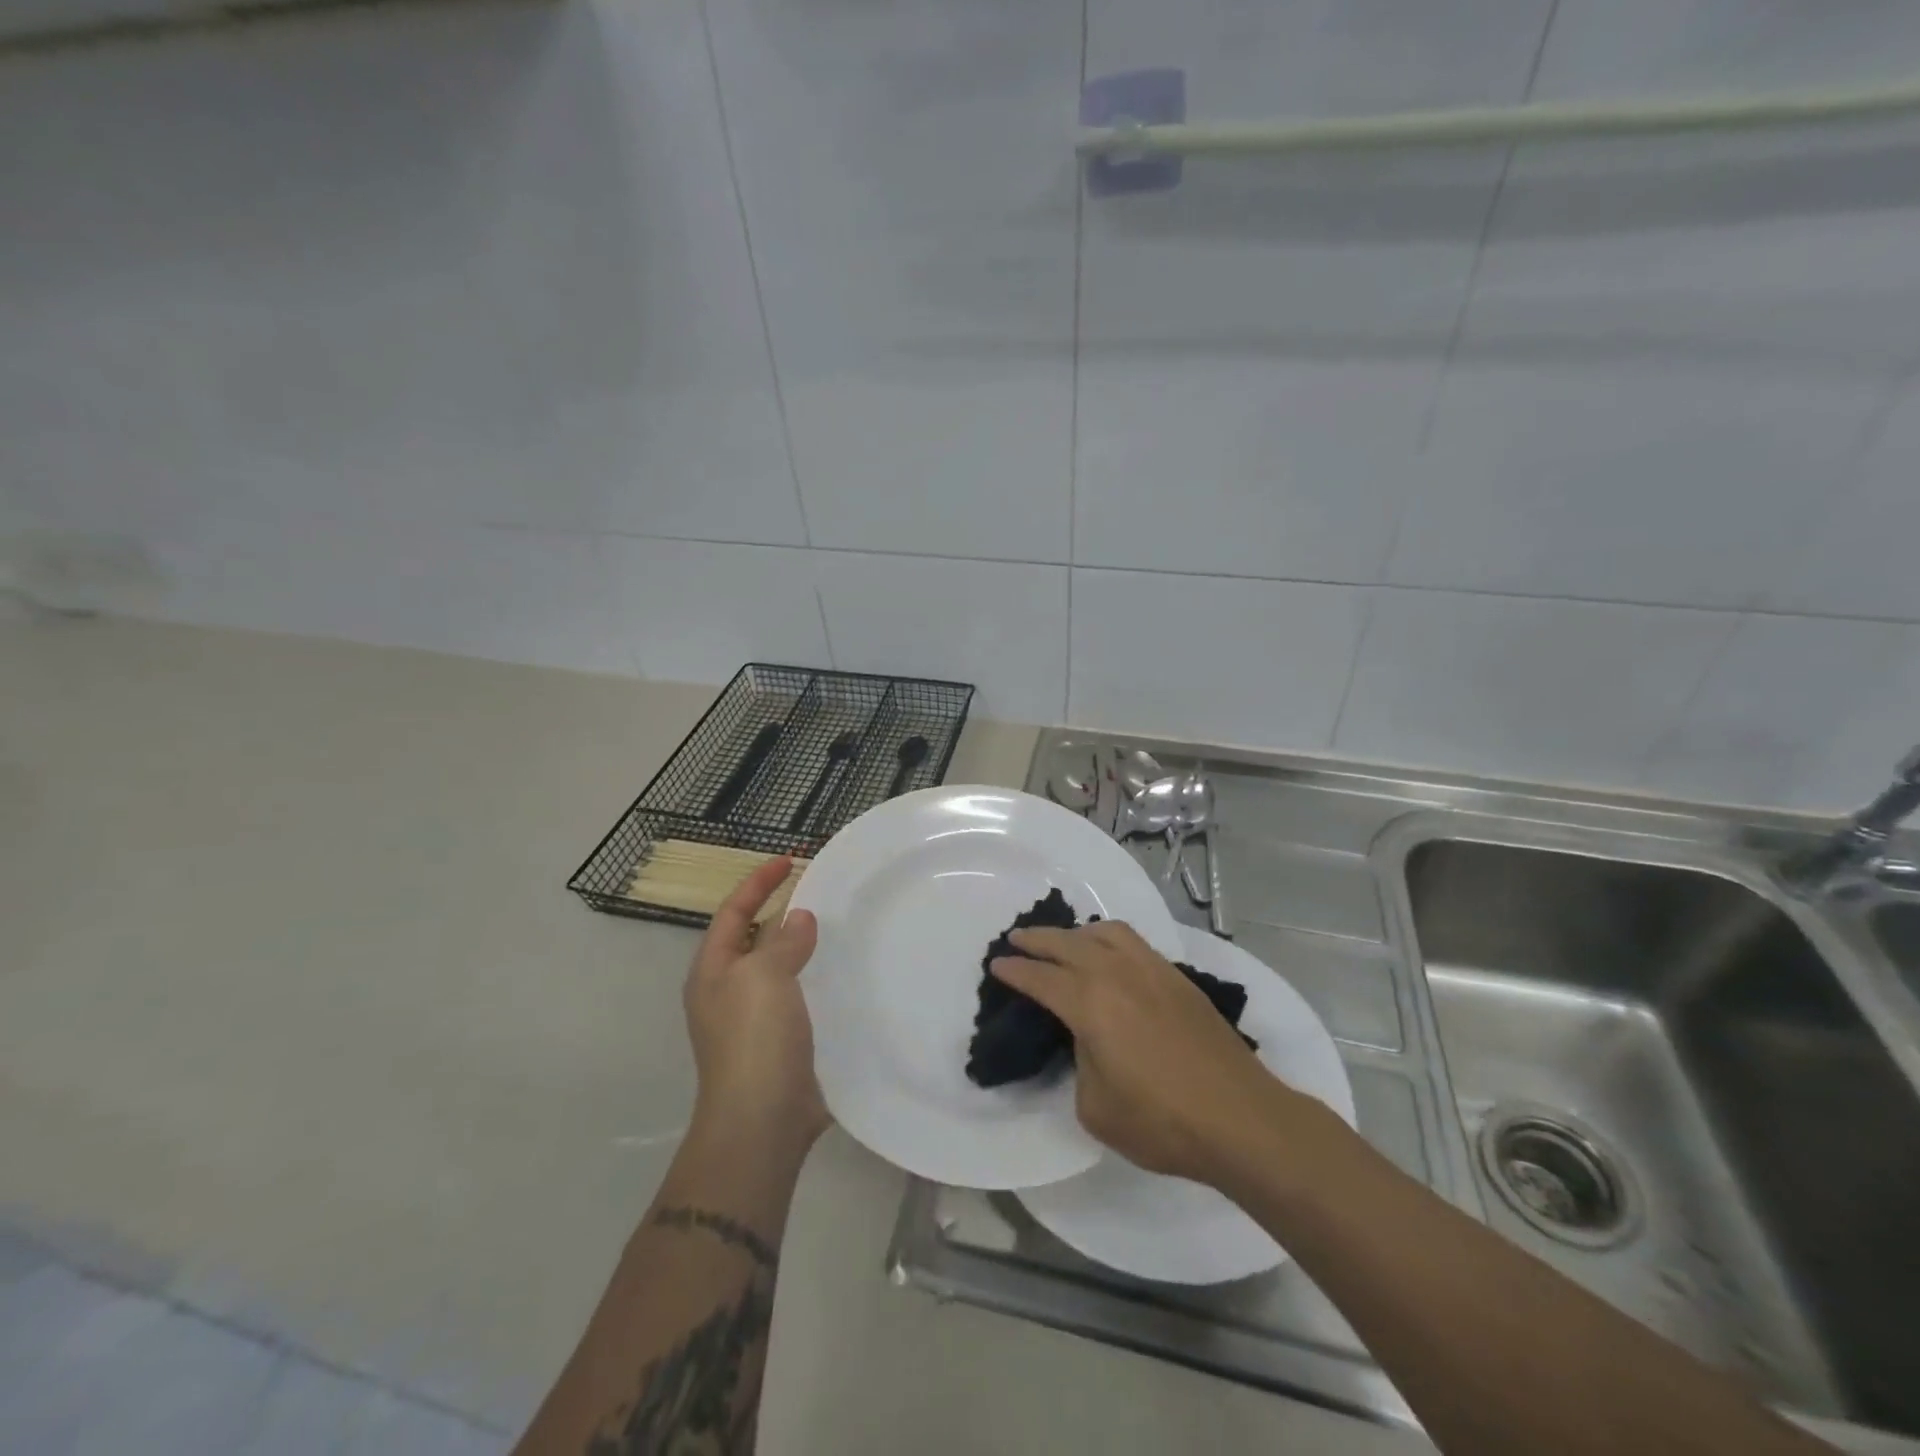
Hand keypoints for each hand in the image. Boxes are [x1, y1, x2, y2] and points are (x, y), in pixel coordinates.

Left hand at [683, 856, 828, 1161]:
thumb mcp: (763, 977)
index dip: (758, 882)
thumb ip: (783, 941)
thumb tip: (800, 918)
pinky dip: (819, 977)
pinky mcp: (783, 1041)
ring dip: (804, 945)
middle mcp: (729, 992)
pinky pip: (801, 995)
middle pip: (754, 938)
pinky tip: (846, 973)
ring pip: (780, 967)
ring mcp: (755, 1020)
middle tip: (820, 889)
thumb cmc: (754, 1039)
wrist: (764, 1120)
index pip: (733, 912)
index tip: (790, 859)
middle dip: (782, 910)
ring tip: (839, 924)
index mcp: (713, 972)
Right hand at [990, 921, 1286, 1184]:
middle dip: (1037, 939)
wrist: (1241, 1118)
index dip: (1015, 970)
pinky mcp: (1178, 978)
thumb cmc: (1162, 1122)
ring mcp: (1152, 971)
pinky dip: (1109, 939)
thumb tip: (1087, 1039)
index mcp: (1090, 1004)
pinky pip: (1134, 942)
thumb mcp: (1096, 1107)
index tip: (997, 964)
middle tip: (1016, 938)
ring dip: (1076, 932)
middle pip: (1068, 943)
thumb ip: (1080, 1063)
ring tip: (1064, 941)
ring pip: (1106, 932)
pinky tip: (1109, 955)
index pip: (1041, 978)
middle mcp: (1118, 974)